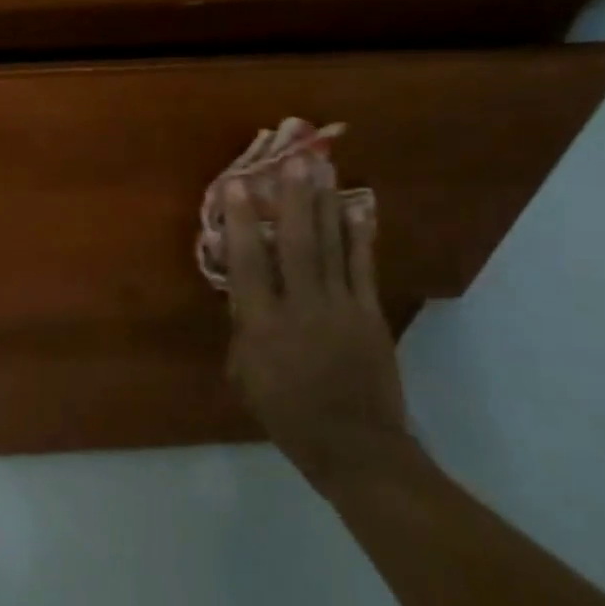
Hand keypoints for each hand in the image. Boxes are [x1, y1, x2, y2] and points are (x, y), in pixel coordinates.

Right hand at [219, 155, 412, 491]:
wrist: (352, 443)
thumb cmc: (284, 412)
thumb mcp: (243, 374)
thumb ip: (242, 329)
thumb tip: (245, 293)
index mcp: (261, 326)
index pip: (247, 264)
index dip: (240, 222)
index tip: (235, 186)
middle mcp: (300, 308)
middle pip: (296, 245)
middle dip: (292, 200)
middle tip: (293, 162)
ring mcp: (341, 308)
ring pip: (332, 247)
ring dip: (325, 206)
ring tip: (322, 171)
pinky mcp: (369, 314)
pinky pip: (363, 267)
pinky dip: (360, 235)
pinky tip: (359, 208)